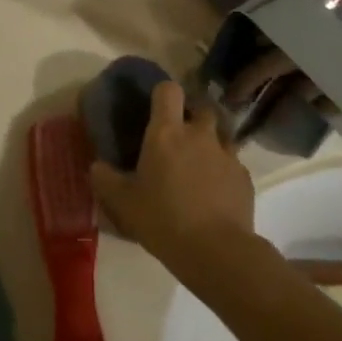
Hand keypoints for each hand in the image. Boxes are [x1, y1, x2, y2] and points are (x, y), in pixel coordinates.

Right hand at [91, 82, 254, 275]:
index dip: (162, 94)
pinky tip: (214, 193)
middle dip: (192, 116)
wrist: (215, 250)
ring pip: (220, 135)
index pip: (168, 90)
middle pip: (201, 107)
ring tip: (198, 166)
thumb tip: (97, 166)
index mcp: (166, 133)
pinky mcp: (244, 176)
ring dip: (210, 143)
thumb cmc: (162, 220)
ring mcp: (226, 154)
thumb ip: (105, 179)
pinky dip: (223, 171)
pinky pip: (232, 163)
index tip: (155, 109)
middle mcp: (199, 134)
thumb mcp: (122, 203)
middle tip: (179, 139)